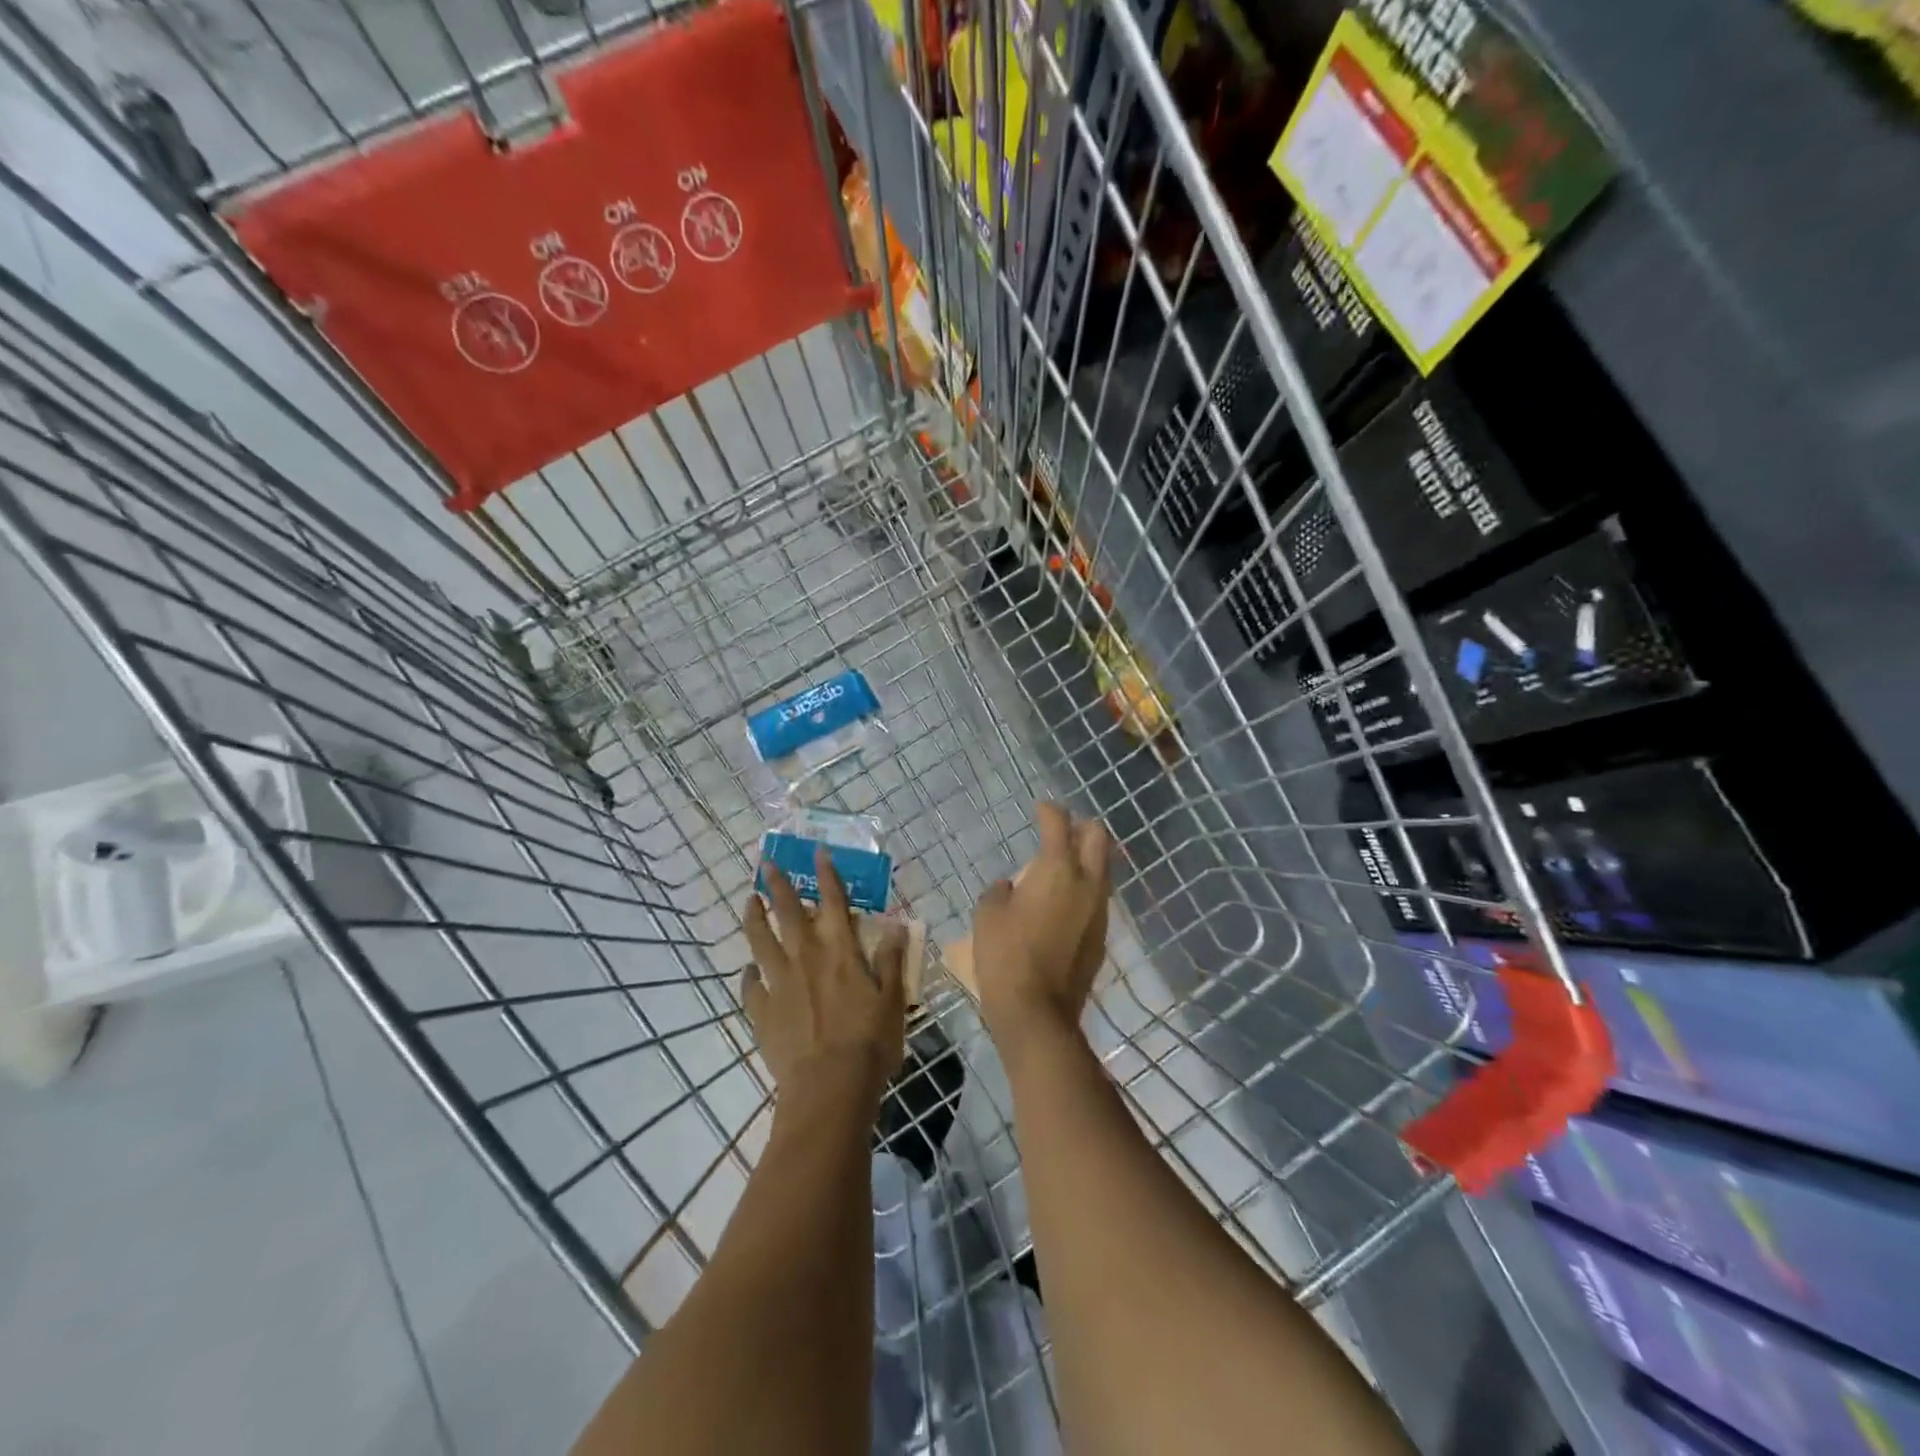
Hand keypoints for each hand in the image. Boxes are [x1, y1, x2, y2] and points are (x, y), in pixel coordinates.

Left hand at [743, 845, 906, 1113]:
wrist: (829, 1087)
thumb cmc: (869, 1041)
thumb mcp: (893, 998)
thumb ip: (891, 959)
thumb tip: (897, 923)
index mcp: (840, 950)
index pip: (834, 901)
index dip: (827, 874)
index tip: (818, 852)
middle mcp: (806, 957)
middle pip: (789, 912)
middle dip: (778, 884)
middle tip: (766, 863)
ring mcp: (780, 984)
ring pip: (761, 941)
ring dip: (755, 918)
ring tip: (748, 901)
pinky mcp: (763, 1012)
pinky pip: (751, 988)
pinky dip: (749, 976)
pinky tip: (748, 971)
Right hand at [973, 803, 1110, 1048]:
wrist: (1037, 1012)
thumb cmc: (1005, 956)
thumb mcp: (988, 915)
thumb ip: (1000, 890)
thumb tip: (1011, 886)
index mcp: (1057, 870)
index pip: (1059, 824)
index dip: (1048, 811)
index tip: (1040, 807)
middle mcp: (1087, 884)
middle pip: (1098, 838)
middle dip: (1082, 827)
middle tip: (1061, 830)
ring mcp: (1099, 911)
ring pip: (1103, 870)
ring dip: (1086, 860)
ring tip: (1060, 866)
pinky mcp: (1101, 937)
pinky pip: (1097, 899)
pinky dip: (1084, 889)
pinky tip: (1063, 903)